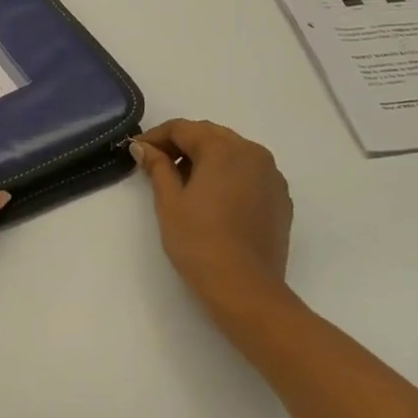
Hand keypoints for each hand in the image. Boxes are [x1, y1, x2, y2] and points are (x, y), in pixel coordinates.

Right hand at [132, 119, 294, 321]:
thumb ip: (157, 167)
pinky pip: (250, 173)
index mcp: (223, 149)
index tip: (136, 151)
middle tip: (156, 164)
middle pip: (210, 135)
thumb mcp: (169, 202)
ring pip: (233, 153)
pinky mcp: (281, 198)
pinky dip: (229, 175)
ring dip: (206, 159)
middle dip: (182, 145)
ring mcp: (272, 175)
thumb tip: (144, 148)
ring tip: (184, 182)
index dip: (156, 137)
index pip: (183, 129)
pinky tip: (214, 198)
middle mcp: (252, 152)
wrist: (246, 289)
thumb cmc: (200, 242)